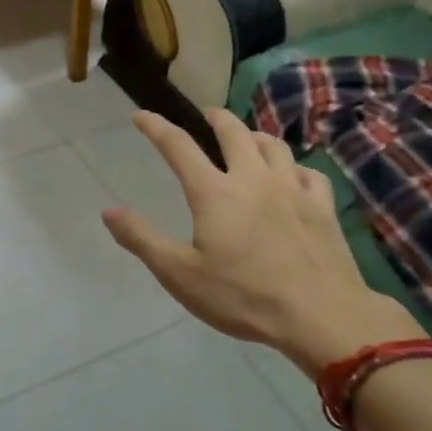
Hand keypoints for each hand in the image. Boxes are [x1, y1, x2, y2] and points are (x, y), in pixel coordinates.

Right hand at [102, 108, 422, 374]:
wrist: (321, 315)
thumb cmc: (243, 296)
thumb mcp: (180, 274)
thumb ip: (142, 239)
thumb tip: (108, 211)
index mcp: (214, 192)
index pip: (178, 146)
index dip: (156, 127)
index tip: (141, 115)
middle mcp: (253, 178)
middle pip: (233, 131)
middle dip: (214, 117)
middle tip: (204, 114)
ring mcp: (293, 189)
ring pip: (273, 145)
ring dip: (255, 135)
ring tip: (247, 139)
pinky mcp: (323, 207)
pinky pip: (309, 173)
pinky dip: (294, 167)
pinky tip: (292, 177)